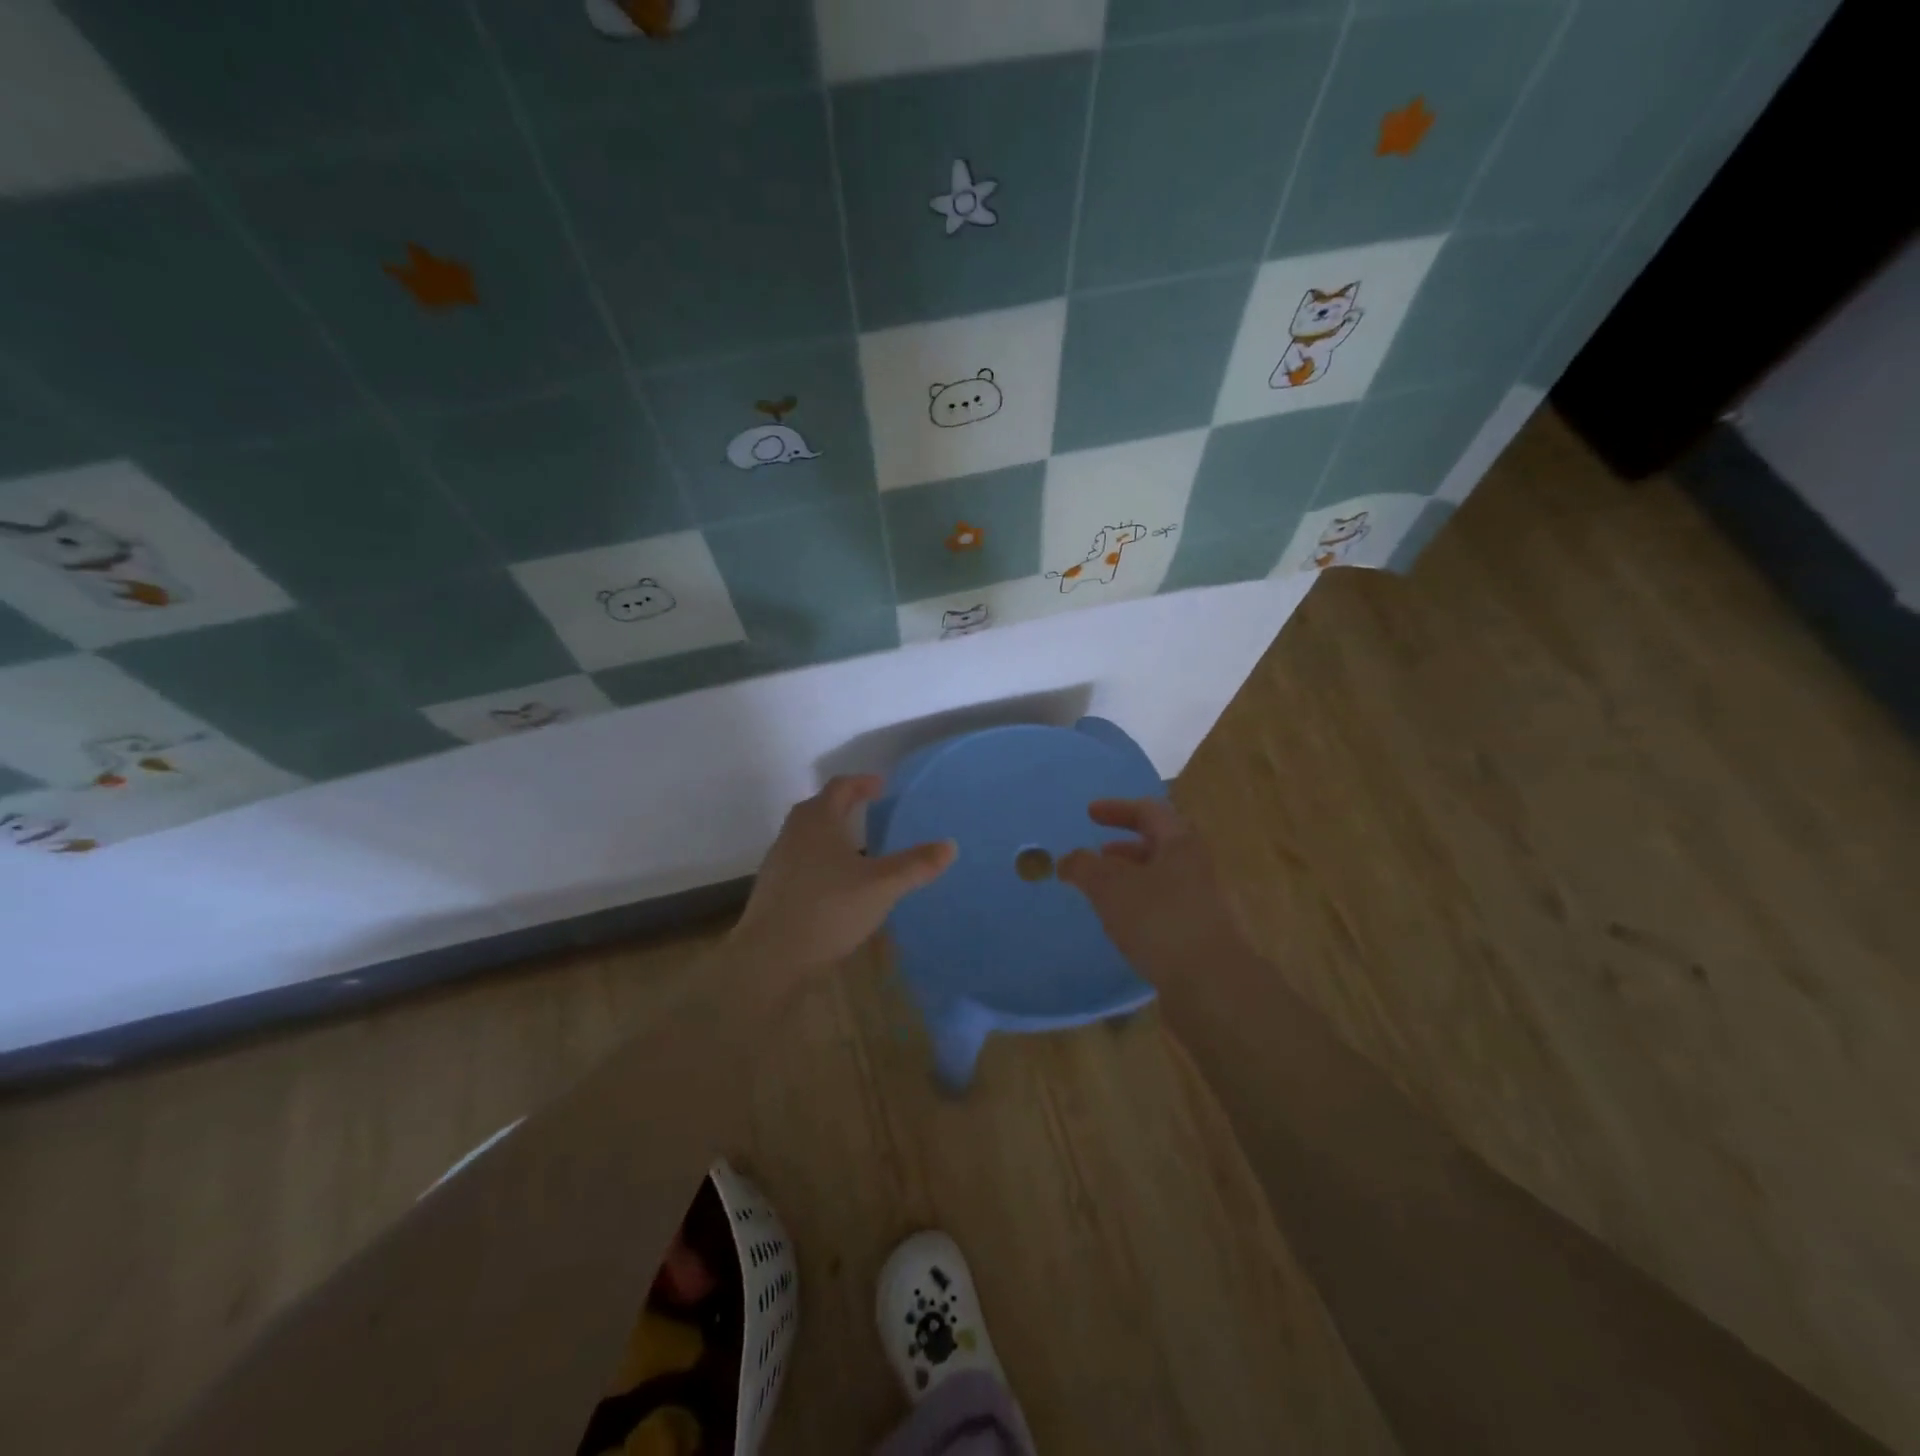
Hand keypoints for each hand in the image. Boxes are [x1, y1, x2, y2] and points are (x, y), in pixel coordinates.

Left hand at [728, 775, 955, 977]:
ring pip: (807, 835)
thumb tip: (950, 845)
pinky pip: (801, 860)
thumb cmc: (829, 909)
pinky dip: (820, 859)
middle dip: (845, 804)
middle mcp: (794, 833)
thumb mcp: (882, 886)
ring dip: (831, 832)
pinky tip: (836, 883)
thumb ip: (915, 865)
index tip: (881, 786)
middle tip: (870, 810)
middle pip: (820, 807)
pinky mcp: (773, 888)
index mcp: (819, 820)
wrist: (769, 957)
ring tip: (857, 847)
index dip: (862, 783)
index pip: (841, 787)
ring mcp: (779, 861)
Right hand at [1057, 799, 1246, 982]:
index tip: (1090, 814)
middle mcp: (1199, 866)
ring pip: (1164, 878)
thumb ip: (1084, 867)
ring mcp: (1207, 901)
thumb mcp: (1110, 887)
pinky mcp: (1205, 933)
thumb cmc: (1160, 920)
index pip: (1148, 811)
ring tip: (1106, 894)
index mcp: (1180, 843)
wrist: (1213, 983)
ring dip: (1134, 878)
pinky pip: (1169, 906)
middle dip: (1125, 848)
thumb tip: (1067, 859)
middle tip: (1099, 856)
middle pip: (1160, 844)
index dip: (1116, 809)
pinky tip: (1127, 926)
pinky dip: (1144, 905)